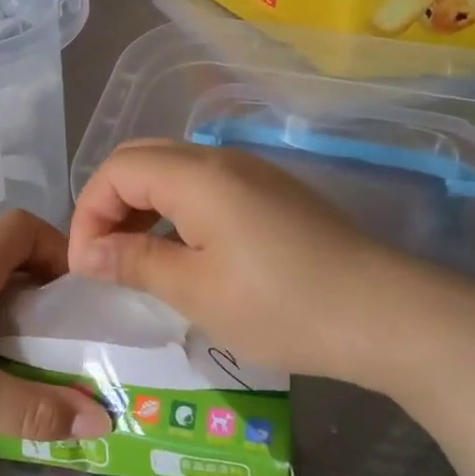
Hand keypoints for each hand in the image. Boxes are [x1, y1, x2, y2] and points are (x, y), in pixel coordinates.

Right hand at [68, 141, 474, 393]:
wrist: (388, 315)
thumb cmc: (282, 306)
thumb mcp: (195, 291)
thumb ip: (134, 262)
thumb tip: (87, 254)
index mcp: (197, 175)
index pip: (116, 170)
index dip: (88, 214)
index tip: (86, 267)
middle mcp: (221, 160)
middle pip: (142, 161)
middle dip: (110, 205)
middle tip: (104, 259)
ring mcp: (252, 174)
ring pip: (173, 172)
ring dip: (142, 208)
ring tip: (135, 260)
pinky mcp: (272, 195)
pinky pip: (205, 188)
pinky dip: (175, 213)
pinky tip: (183, 255)